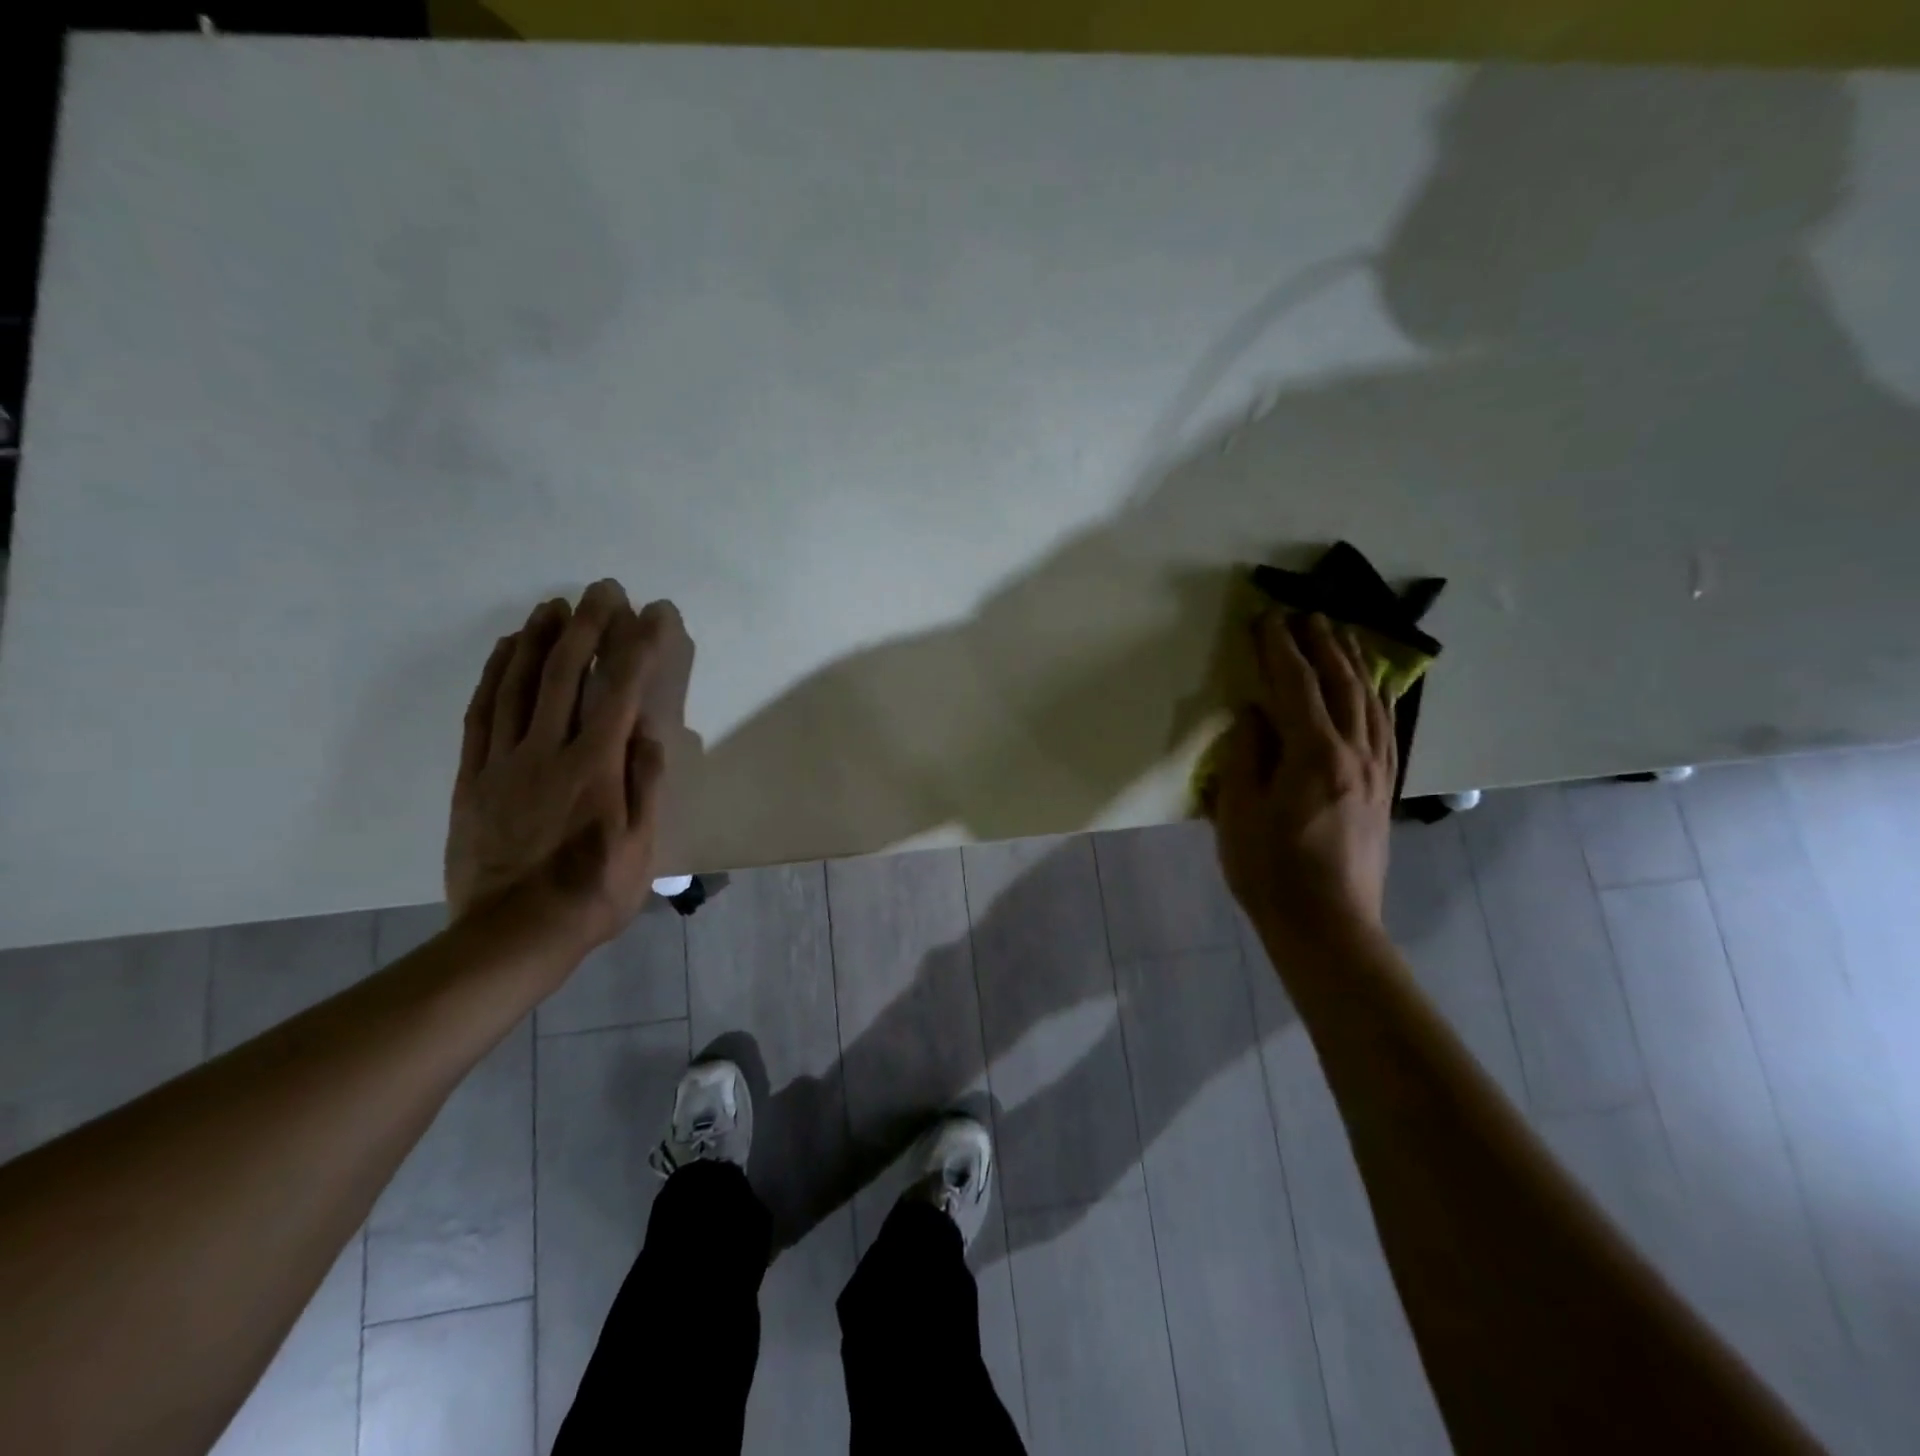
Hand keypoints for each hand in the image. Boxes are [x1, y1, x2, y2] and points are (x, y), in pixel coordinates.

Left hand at [445, 581, 680, 951]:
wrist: (513, 935)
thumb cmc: (593, 893)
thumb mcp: (641, 847)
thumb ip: (645, 784)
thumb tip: (650, 732)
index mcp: (595, 767)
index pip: (621, 691)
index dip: (639, 646)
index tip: (653, 613)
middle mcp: (548, 751)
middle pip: (566, 673)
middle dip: (588, 625)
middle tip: (603, 589)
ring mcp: (504, 761)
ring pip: (519, 684)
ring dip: (539, 638)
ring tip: (555, 606)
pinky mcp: (473, 777)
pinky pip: (481, 713)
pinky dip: (494, 674)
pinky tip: (506, 651)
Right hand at [1210, 611, 1396, 937]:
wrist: (1327, 925)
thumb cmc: (1270, 870)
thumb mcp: (1238, 811)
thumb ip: (1247, 754)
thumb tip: (1255, 713)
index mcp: (1313, 754)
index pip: (1295, 685)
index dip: (1279, 648)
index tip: (1266, 618)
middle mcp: (1354, 752)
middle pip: (1341, 683)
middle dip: (1322, 644)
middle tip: (1306, 613)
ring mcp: (1376, 771)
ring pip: (1370, 701)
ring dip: (1354, 663)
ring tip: (1341, 635)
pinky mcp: (1384, 789)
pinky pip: (1386, 728)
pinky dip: (1378, 698)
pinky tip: (1374, 688)